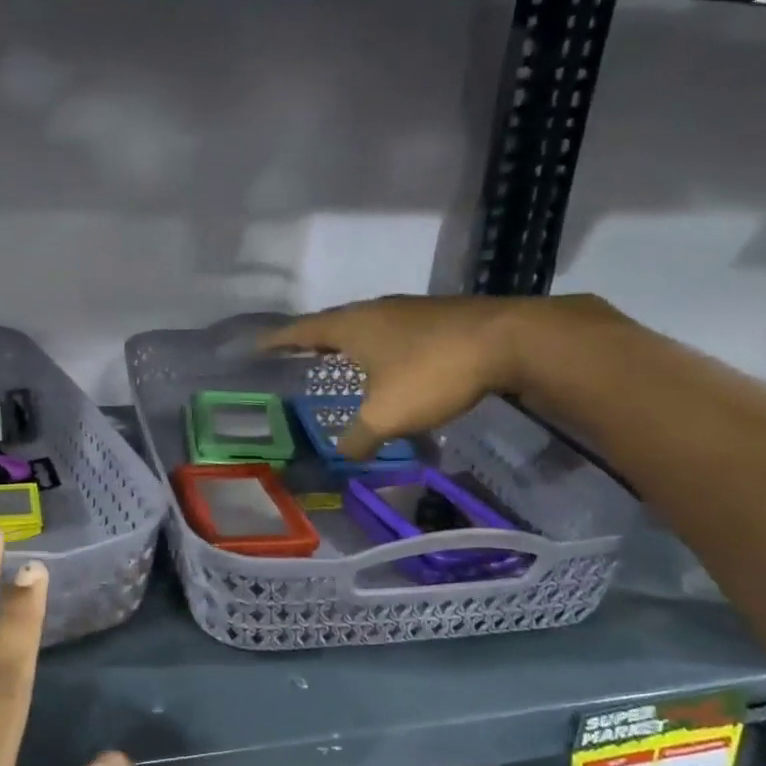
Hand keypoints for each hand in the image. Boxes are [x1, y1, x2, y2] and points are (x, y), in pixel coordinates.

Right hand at [261, 294, 608, 458]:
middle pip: (333, 323)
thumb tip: (343, 454)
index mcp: (352, 326)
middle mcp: (375, 310)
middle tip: (296, 355)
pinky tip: (391, 366)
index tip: (257, 345)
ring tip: (340, 362)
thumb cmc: (432, 372)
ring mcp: (409, 310)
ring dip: (350, 344)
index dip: (277, 340)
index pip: (302, 330)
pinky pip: (395, 332)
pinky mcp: (438, 317)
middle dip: (313, 340)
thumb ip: (358, 437)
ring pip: (367, 327)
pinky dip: (381, 348)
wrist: (509, 340)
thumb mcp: (387, 416)